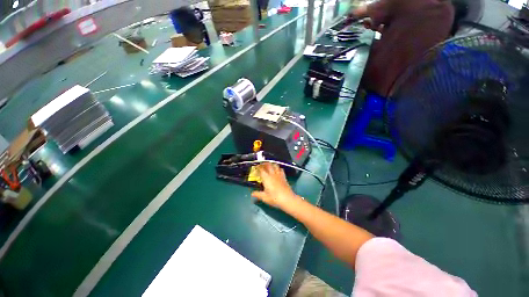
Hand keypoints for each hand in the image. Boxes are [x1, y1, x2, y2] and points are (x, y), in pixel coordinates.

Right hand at [251, 163, 301, 209]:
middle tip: (261, 164)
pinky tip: (277, 170)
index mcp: (266, 178)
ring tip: (269, 165)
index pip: (261, 169)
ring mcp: (279, 175)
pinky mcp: (284, 177)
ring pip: (275, 165)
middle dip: (264, 163)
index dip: (258, 167)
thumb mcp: (264, 197)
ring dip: (271, 164)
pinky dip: (278, 168)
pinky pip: (281, 169)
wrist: (287, 199)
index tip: (256, 166)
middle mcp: (272, 174)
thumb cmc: (274, 198)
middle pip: (268, 165)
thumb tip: (252, 193)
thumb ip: (257, 194)